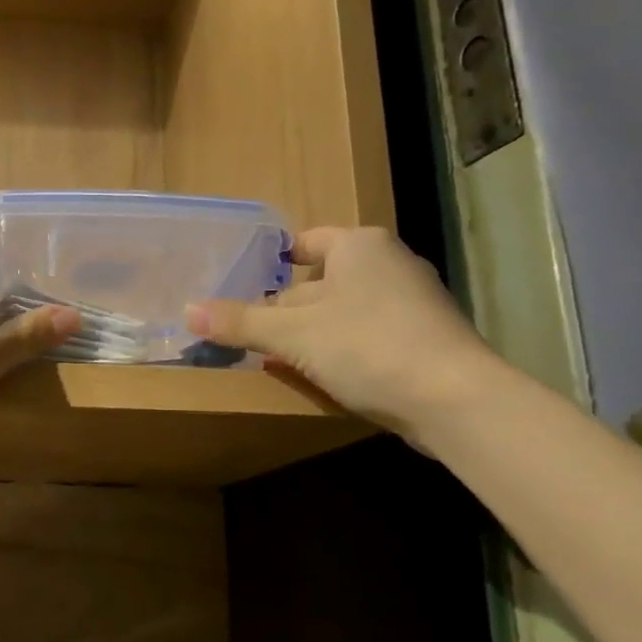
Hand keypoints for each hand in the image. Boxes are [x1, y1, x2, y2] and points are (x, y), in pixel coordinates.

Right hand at [188, 227, 501, 438]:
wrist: (454, 399)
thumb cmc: (367, 346)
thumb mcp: (292, 335)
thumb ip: (240, 322)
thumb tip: (187, 311)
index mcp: (360, 245)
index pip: (306, 242)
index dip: (273, 261)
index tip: (244, 284)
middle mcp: (390, 263)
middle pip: (322, 279)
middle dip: (287, 306)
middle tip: (249, 330)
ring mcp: (413, 302)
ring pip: (345, 310)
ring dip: (312, 331)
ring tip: (277, 357)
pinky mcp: (425, 338)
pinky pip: (368, 335)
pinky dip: (341, 349)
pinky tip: (321, 375)